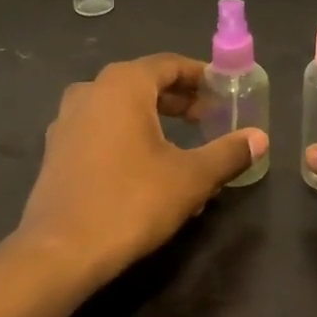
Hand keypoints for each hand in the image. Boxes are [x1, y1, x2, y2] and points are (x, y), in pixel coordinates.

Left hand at [17, 54, 266, 284]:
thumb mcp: (191, 177)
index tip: (224, 91)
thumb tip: (260, 138)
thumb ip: (228, 153)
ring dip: (154, 119)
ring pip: (121, 107)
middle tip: (209, 117)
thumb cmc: (131, 202)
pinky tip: (147, 167)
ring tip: (183, 143)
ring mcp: (67, 120)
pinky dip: (128, 136)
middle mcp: (90, 91)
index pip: (169, 64)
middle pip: (143, 83)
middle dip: (179, 99)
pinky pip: (101, 129)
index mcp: (122, 85)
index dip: (200, 75)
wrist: (60, 252)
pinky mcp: (56, 150)